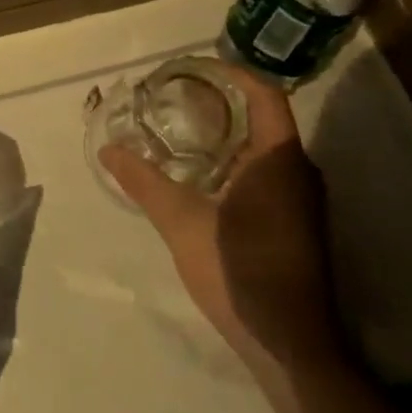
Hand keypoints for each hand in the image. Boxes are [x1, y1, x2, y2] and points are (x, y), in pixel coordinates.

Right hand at [99, 64, 344, 375]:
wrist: (289, 343)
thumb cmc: (239, 270)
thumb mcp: (181, 222)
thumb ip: (144, 182)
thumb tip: (108, 149)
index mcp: (279, 159)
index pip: (264, 94)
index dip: (232, 74)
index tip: (193, 69)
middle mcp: (299, 172)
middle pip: (264, 119)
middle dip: (222, 104)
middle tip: (175, 99)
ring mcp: (302, 201)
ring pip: (265, 150)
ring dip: (228, 136)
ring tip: (181, 132)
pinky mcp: (297, 225)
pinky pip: (267, 175)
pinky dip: (236, 164)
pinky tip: (202, 179)